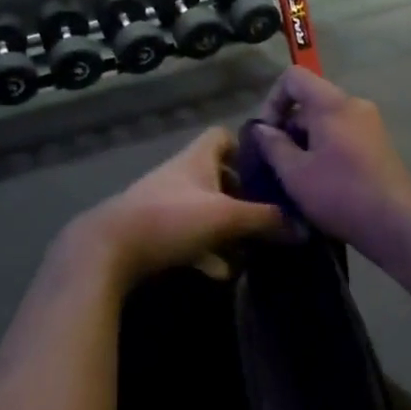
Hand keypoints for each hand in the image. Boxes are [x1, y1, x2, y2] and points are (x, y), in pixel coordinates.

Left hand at [64, 129, 284, 286]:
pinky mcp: (151, 233)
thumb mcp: (226, 217)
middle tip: (267, 217)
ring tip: (251, 251)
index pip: (222, 136)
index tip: (268, 170)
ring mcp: (163, 204)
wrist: (107, 251)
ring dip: (226, 229)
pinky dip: (206, 252)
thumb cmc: (170, 219)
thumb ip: (266, 220)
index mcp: (196, 159)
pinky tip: (221, 273)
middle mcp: (179, 175)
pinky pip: (188, 237)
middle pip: (217, 176)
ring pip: (204, 209)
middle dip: (242, 197)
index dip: (245, 147)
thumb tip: (303, 227)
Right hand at [248, 68, 410, 257]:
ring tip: (297, 174)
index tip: (267, 133)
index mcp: (332, 104)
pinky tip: (322, 179)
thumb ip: (273, 145)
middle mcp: (354, 104)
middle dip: (289, 125)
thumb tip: (261, 128)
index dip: (273, 100)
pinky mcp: (379, 143)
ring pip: (327, 119)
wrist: (396, 224)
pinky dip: (326, 147)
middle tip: (278, 161)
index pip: (294, 77)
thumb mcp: (294, 173)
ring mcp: (371, 123)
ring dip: (306, 140)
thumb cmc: (339, 194)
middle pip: (311, 99)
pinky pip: (344, 133)